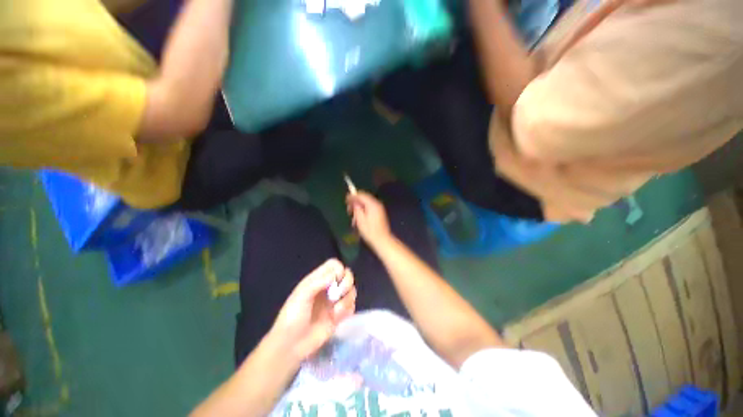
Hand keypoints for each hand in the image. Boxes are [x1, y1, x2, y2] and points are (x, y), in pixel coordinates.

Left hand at [269, 259, 356, 359]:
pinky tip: (337, 318)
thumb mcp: (302, 295)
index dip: (339, 269)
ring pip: (351, 290)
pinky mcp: (339, 315)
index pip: (334, 264)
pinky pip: (352, 306)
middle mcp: (328, 287)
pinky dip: (347, 310)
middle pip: (347, 275)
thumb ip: (319, 281)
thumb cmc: (293, 317)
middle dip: (346, 283)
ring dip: (347, 299)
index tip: (336, 279)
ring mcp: (335, 301)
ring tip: (336, 312)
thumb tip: (338, 273)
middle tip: (338, 294)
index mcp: (318, 279)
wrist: (291, 346)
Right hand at [347, 192, 392, 247]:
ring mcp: (379, 208)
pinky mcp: (379, 213)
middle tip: (349, 209)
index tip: (346, 200)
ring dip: (359, 207)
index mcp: (372, 204)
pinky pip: (369, 207)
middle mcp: (377, 204)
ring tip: (353, 216)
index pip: (361, 195)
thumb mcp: (360, 220)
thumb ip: (356, 208)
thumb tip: (354, 201)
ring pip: (366, 203)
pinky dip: (363, 210)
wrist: (382, 240)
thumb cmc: (370, 231)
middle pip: (364, 198)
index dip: (353, 196)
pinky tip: (359, 218)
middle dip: (355, 202)